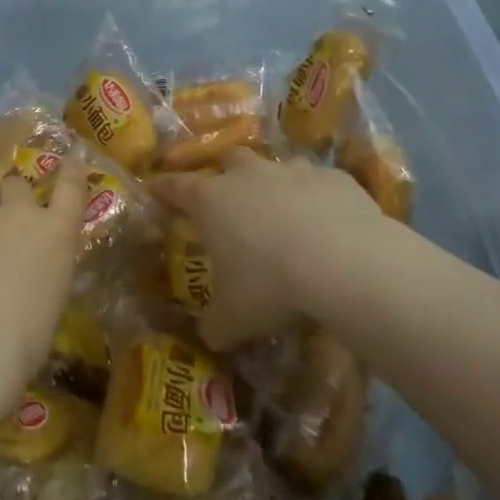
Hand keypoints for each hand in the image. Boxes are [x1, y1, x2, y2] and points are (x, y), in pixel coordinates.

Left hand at [0, 161, 87, 406]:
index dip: (70, 171)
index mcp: (56, 233)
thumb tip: (29, 273)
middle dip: (9, 195)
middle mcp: (19, 215)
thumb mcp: (50, 299)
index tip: (70, 160)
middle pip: (15, 183)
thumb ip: (43, 271)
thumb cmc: (26, 338)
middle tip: (1, 213)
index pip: (70, 187)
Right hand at [152, 150, 386, 350]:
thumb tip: (209, 337)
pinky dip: (317, 198)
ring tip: (282, 214)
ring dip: (274, 185)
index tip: (154, 188)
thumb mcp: (233, 319)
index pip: (175, 187)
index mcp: (211, 200)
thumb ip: (214, 325)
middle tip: (228, 201)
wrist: (345, 263)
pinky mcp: (335, 177)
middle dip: (225, 177)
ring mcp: (293, 171)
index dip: (162, 188)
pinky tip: (327, 224)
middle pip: (228, 162)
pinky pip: (319, 183)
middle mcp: (248, 175)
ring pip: (276, 167)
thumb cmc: (271, 286)